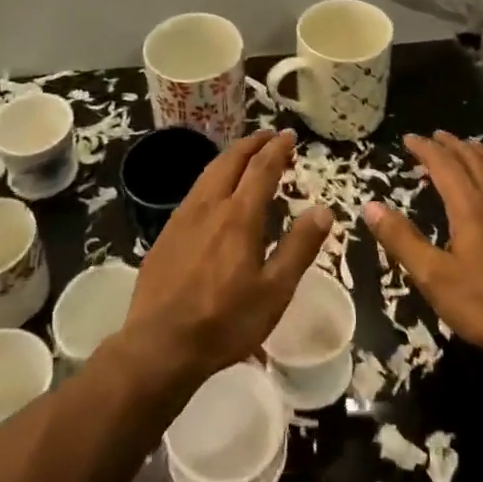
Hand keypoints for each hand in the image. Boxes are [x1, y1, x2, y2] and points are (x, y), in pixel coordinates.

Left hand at [122, 129, 333, 389]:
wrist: (160, 345)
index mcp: (239, 216)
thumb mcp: (274, 291)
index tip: (288, 135)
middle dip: (252, 144)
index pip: (261, 169)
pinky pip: (194, 192)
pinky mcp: (166, 234)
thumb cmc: (225, 321)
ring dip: (230, 157)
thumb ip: (299, 247)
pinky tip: (214, 193)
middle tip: (269, 136)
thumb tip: (323, 210)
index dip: (277, 149)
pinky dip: (212, 178)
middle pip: (231, 160)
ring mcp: (182, 217)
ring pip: (208, 172)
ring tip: (245, 156)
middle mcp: (209, 206)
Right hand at [365, 131, 482, 368]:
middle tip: (435, 136)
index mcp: (471, 209)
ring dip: (480, 155)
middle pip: (474, 162)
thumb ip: (402, 239)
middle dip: (453, 145)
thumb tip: (371, 206)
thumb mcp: (433, 277)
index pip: (445, 166)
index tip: (408, 139)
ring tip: (467, 147)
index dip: (426, 149)